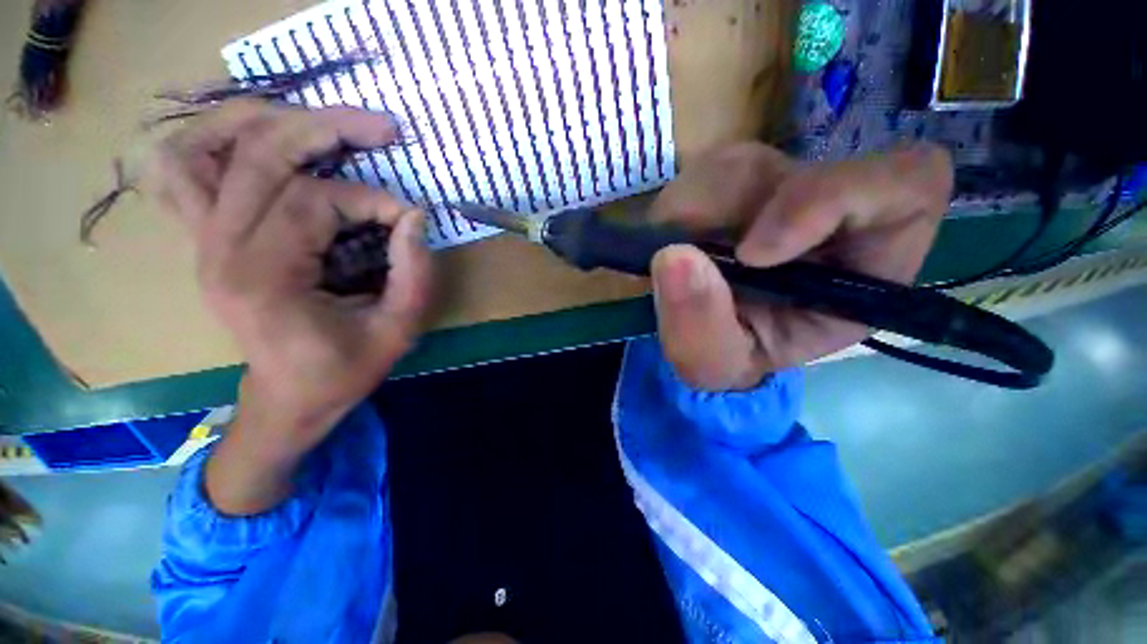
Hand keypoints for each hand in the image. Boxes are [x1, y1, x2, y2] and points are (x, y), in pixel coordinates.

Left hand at [148, 101, 431, 512]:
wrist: (288, 399)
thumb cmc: (343, 371)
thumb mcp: (397, 330)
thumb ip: (414, 274)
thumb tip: (414, 217)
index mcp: (265, 279)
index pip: (313, 202)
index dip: (372, 199)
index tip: (409, 219)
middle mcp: (219, 250)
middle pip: (259, 154)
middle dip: (328, 128)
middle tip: (382, 128)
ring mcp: (202, 240)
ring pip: (207, 146)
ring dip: (264, 119)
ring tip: (321, 121)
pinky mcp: (204, 238)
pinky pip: (184, 169)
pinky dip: (214, 139)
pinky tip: (258, 138)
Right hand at [649, 143, 952, 390]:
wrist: (697, 339)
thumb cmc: (723, 358)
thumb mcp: (711, 365)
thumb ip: (698, 327)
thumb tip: (673, 256)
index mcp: (859, 269)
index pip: (906, 187)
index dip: (832, 200)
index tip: (751, 254)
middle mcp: (828, 219)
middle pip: (799, 171)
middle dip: (725, 216)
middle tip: (683, 256)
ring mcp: (779, 193)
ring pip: (741, 164)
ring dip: (690, 214)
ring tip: (673, 259)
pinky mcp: (734, 184)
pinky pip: (702, 171)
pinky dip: (674, 209)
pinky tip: (671, 242)